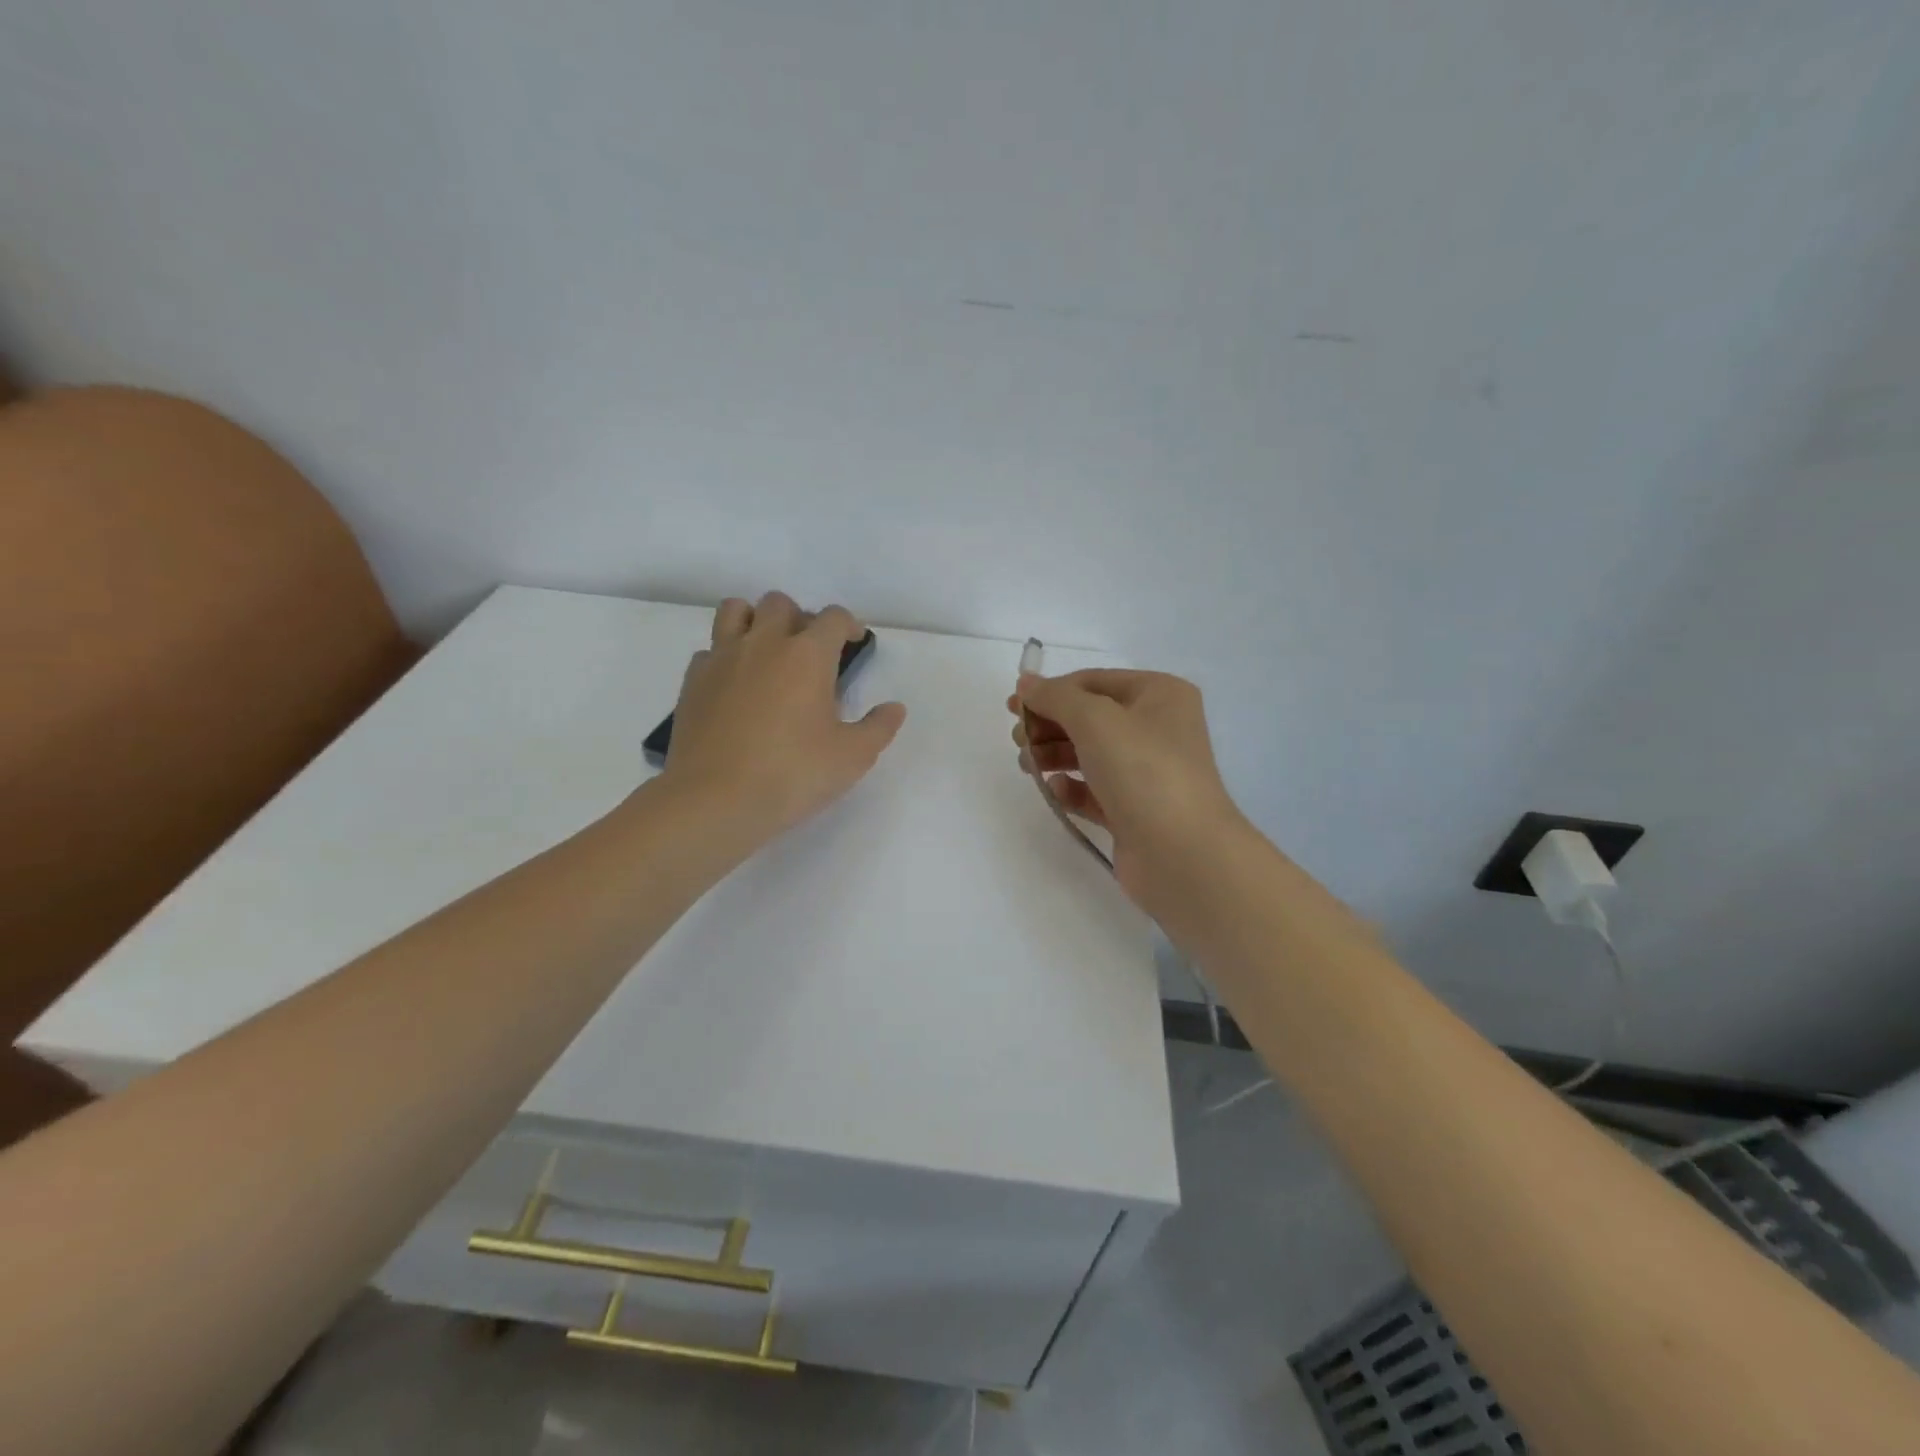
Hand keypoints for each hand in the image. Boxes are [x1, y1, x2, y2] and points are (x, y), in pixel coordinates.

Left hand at [663, 592, 905, 844]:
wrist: (715, 800)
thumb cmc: (792, 774)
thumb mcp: (852, 757)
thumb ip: (878, 727)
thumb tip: (894, 708)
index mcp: (808, 655)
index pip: (833, 618)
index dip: (849, 625)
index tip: (854, 642)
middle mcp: (764, 644)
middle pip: (781, 603)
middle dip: (800, 618)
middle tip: (809, 652)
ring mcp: (722, 658)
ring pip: (736, 611)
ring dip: (756, 620)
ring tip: (767, 651)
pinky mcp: (693, 681)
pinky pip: (710, 650)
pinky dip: (725, 656)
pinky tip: (735, 685)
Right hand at [1010, 669, 1248, 926]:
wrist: (1182, 854)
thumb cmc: (1143, 771)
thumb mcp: (1095, 720)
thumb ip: (1055, 697)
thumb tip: (1026, 682)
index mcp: (1160, 695)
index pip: (1094, 682)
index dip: (1051, 691)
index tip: (1012, 707)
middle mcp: (1157, 729)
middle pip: (1089, 718)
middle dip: (1049, 725)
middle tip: (1018, 740)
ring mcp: (1148, 772)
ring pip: (1089, 754)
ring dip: (1053, 755)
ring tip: (1027, 766)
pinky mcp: (1135, 811)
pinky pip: (1095, 791)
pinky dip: (1072, 788)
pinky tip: (1057, 791)